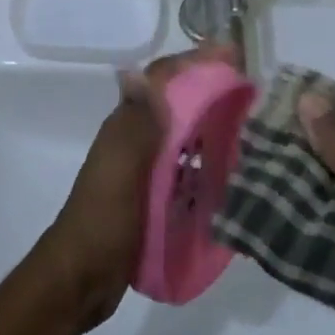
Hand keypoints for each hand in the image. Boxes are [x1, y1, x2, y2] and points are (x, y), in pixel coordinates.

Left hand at [35, 44, 240, 331]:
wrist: (82, 279)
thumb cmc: (104, 220)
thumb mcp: (120, 169)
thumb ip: (135, 123)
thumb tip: (138, 71)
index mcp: (126, 128)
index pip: (160, 81)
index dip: (193, 63)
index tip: (232, 55)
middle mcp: (135, 142)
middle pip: (176, 106)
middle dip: (209, 92)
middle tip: (252, 94)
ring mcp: (143, 172)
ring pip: (183, 138)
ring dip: (212, 129)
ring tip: (253, 131)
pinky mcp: (152, 199)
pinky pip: (185, 172)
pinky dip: (207, 167)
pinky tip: (233, 177)